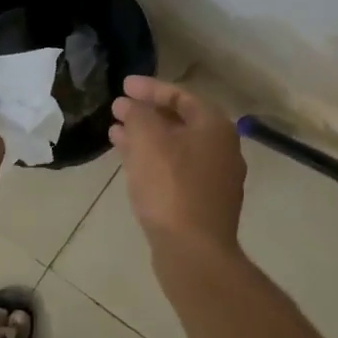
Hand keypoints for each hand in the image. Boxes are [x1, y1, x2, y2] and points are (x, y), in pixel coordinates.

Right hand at [110, 76, 245, 254]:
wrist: (194, 250)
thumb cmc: (171, 186)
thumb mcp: (148, 140)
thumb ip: (138, 114)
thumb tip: (131, 105)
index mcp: (215, 127)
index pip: (181, 95)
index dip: (150, 88)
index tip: (123, 86)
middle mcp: (222, 149)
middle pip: (180, 121)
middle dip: (147, 113)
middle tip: (117, 109)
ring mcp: (215, 179)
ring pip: (175, 147)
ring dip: (146, 138)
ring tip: (115, 134)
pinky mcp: (203, 203)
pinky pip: (175, 170)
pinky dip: (152, 160)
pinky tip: (129, 163)